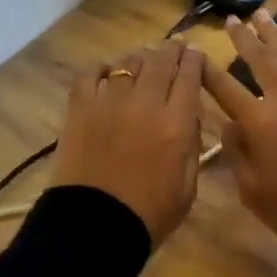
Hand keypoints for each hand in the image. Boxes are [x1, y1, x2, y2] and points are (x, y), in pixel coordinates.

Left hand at [48, 41, 206, 241]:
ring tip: (143, 60)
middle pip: (160, 60)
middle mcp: (145, 103)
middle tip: (175, 47)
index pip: (189, 75)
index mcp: (176, 123)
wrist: (94, 229)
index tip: (196, 53)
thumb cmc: (149, 215)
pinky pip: (89, 73)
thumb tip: (189, 116)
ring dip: (140, 58)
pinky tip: (105, 73)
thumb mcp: (188, 186)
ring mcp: (109, 101)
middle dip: (171, 50)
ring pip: (128, 62)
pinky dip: (99, 68)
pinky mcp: (80, 107)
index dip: (194, 59)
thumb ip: (192, 145)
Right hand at [204, 9, 276, 257]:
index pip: (225, 88)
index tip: (194, 53)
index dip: (207, 71)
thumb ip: (238, 152)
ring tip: (263, 16)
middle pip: (261, 60)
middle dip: (244, 38)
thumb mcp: (253, 190)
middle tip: (233, 18)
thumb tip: (232, 124)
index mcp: (260, 122)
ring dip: (275, 36)